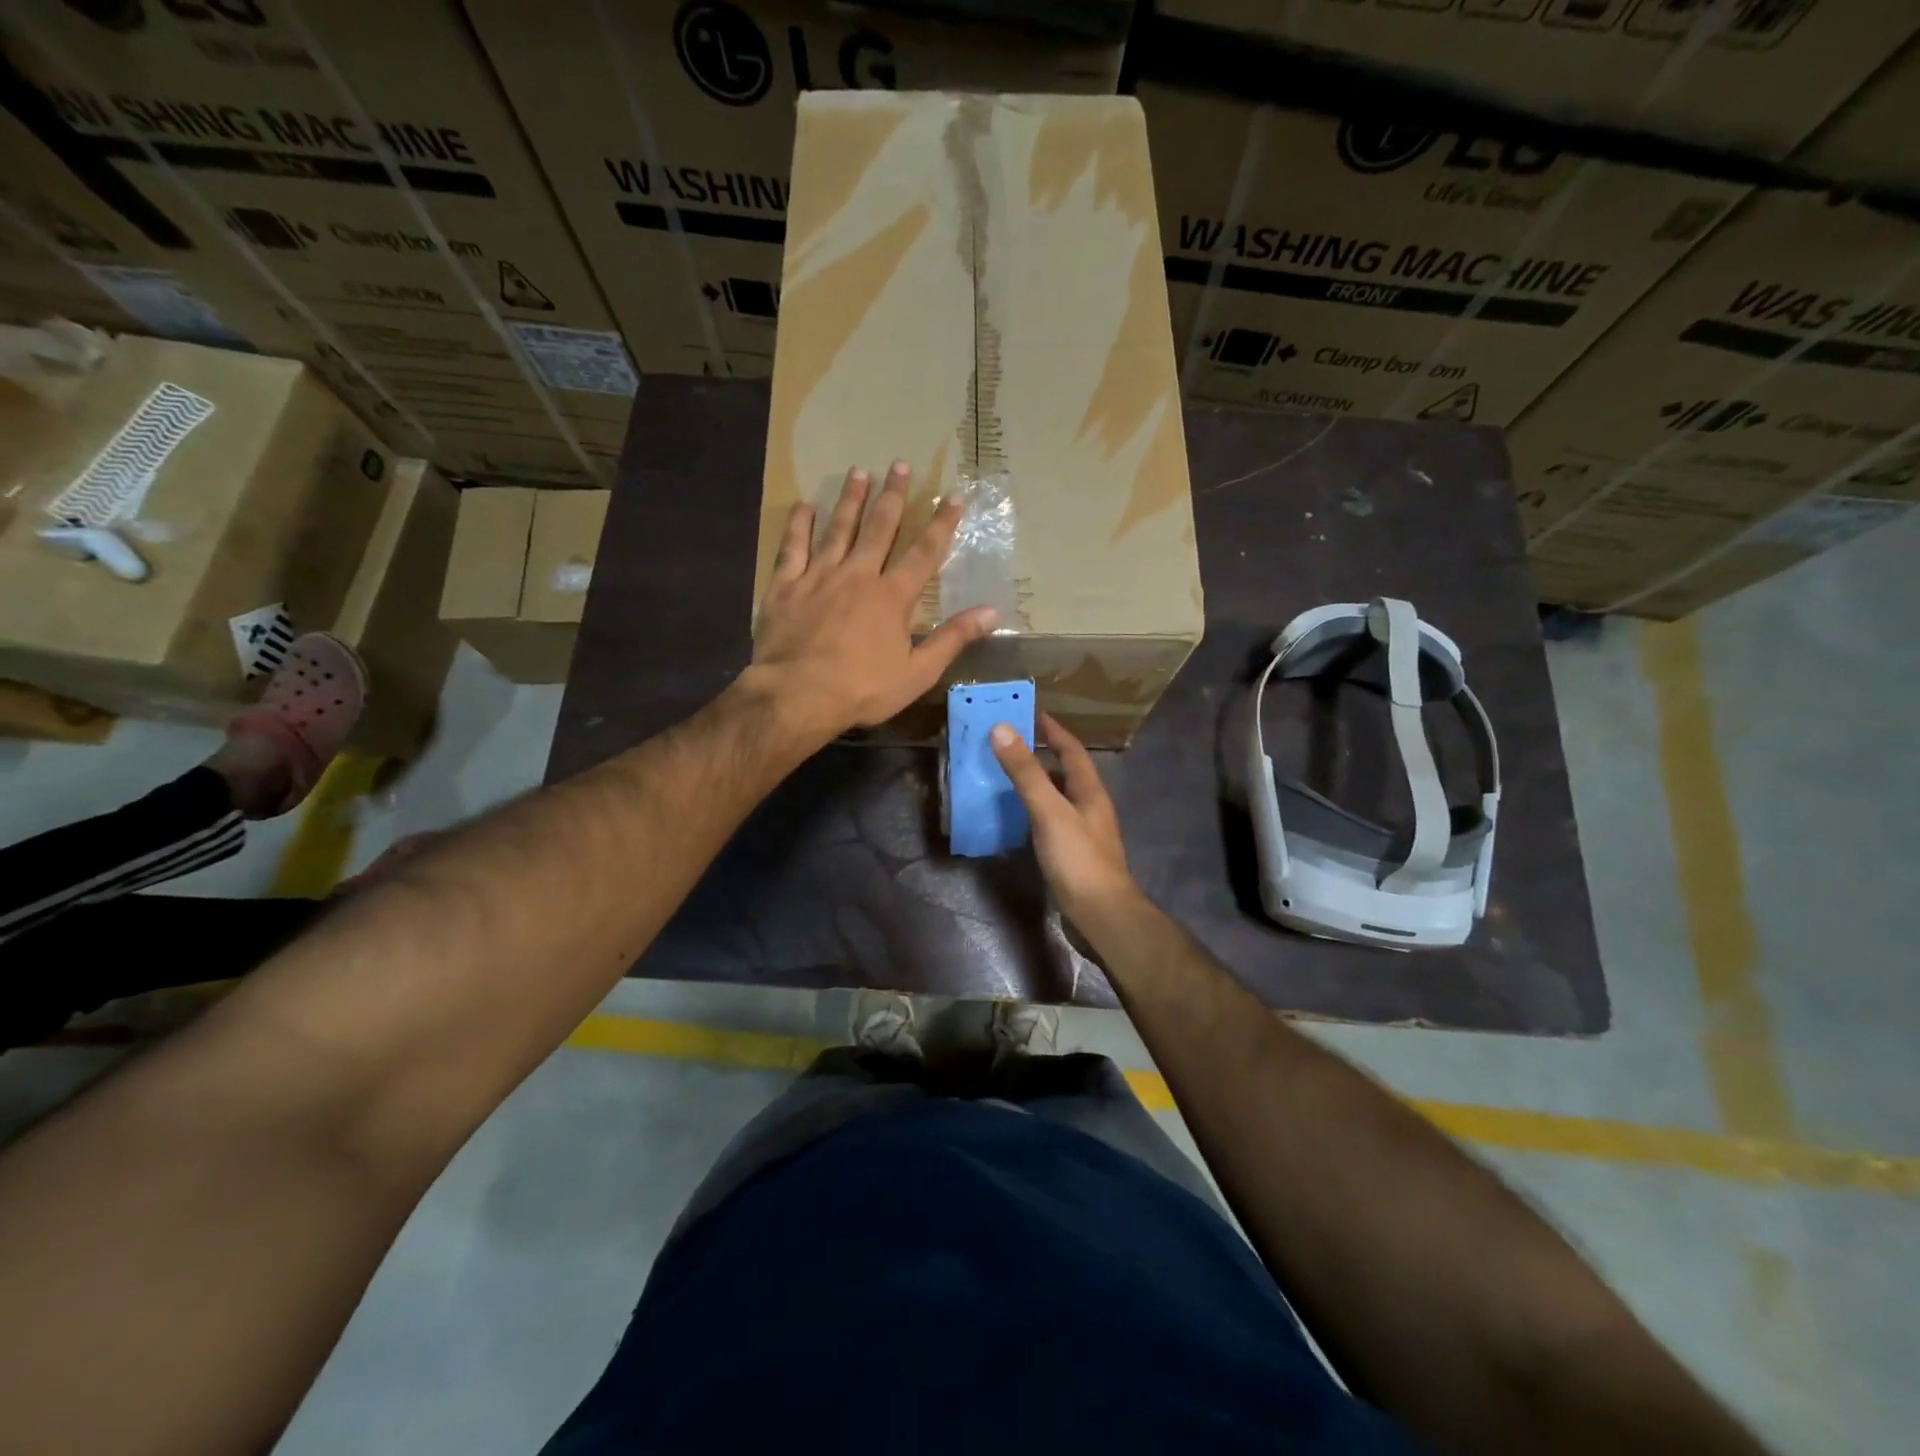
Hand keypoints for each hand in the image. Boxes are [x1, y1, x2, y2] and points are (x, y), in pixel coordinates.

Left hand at [746, 462, 997, 743]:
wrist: (796, 695)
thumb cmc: (862, 689)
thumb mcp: (917, 672)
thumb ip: (953, 638)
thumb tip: (993, 612)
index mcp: (892, 597)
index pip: (924, 553)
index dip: (942, 524)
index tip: (953, 497)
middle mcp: (858, 575)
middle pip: (879, 528)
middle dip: (892, 496)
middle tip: (899, 464)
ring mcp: (818, 576)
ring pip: (838, 529)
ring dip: (850, 500)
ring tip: (859, 472)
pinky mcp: (785, 586)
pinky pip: (793, 547)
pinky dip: (799, 525)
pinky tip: (805, 506)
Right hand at [991, 712, 1139, 928]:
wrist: (1101, 914)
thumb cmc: (1078, 859)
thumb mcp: (1049, 811)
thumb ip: (1026, 772)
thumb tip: (1002, 729)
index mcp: (1090, 791)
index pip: (1073, 751)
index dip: (1055, 731)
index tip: (1034, 714)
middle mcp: (1090, 807)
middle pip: (1067, 773)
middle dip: (1044, 756)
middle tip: (1013, 744)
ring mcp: (1084, 832)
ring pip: (1060, 798)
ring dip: (1039, 784)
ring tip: (1010, 776)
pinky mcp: (1074, 854)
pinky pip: (1053, 821)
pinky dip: (1036, 811)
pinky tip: (1019, 818)